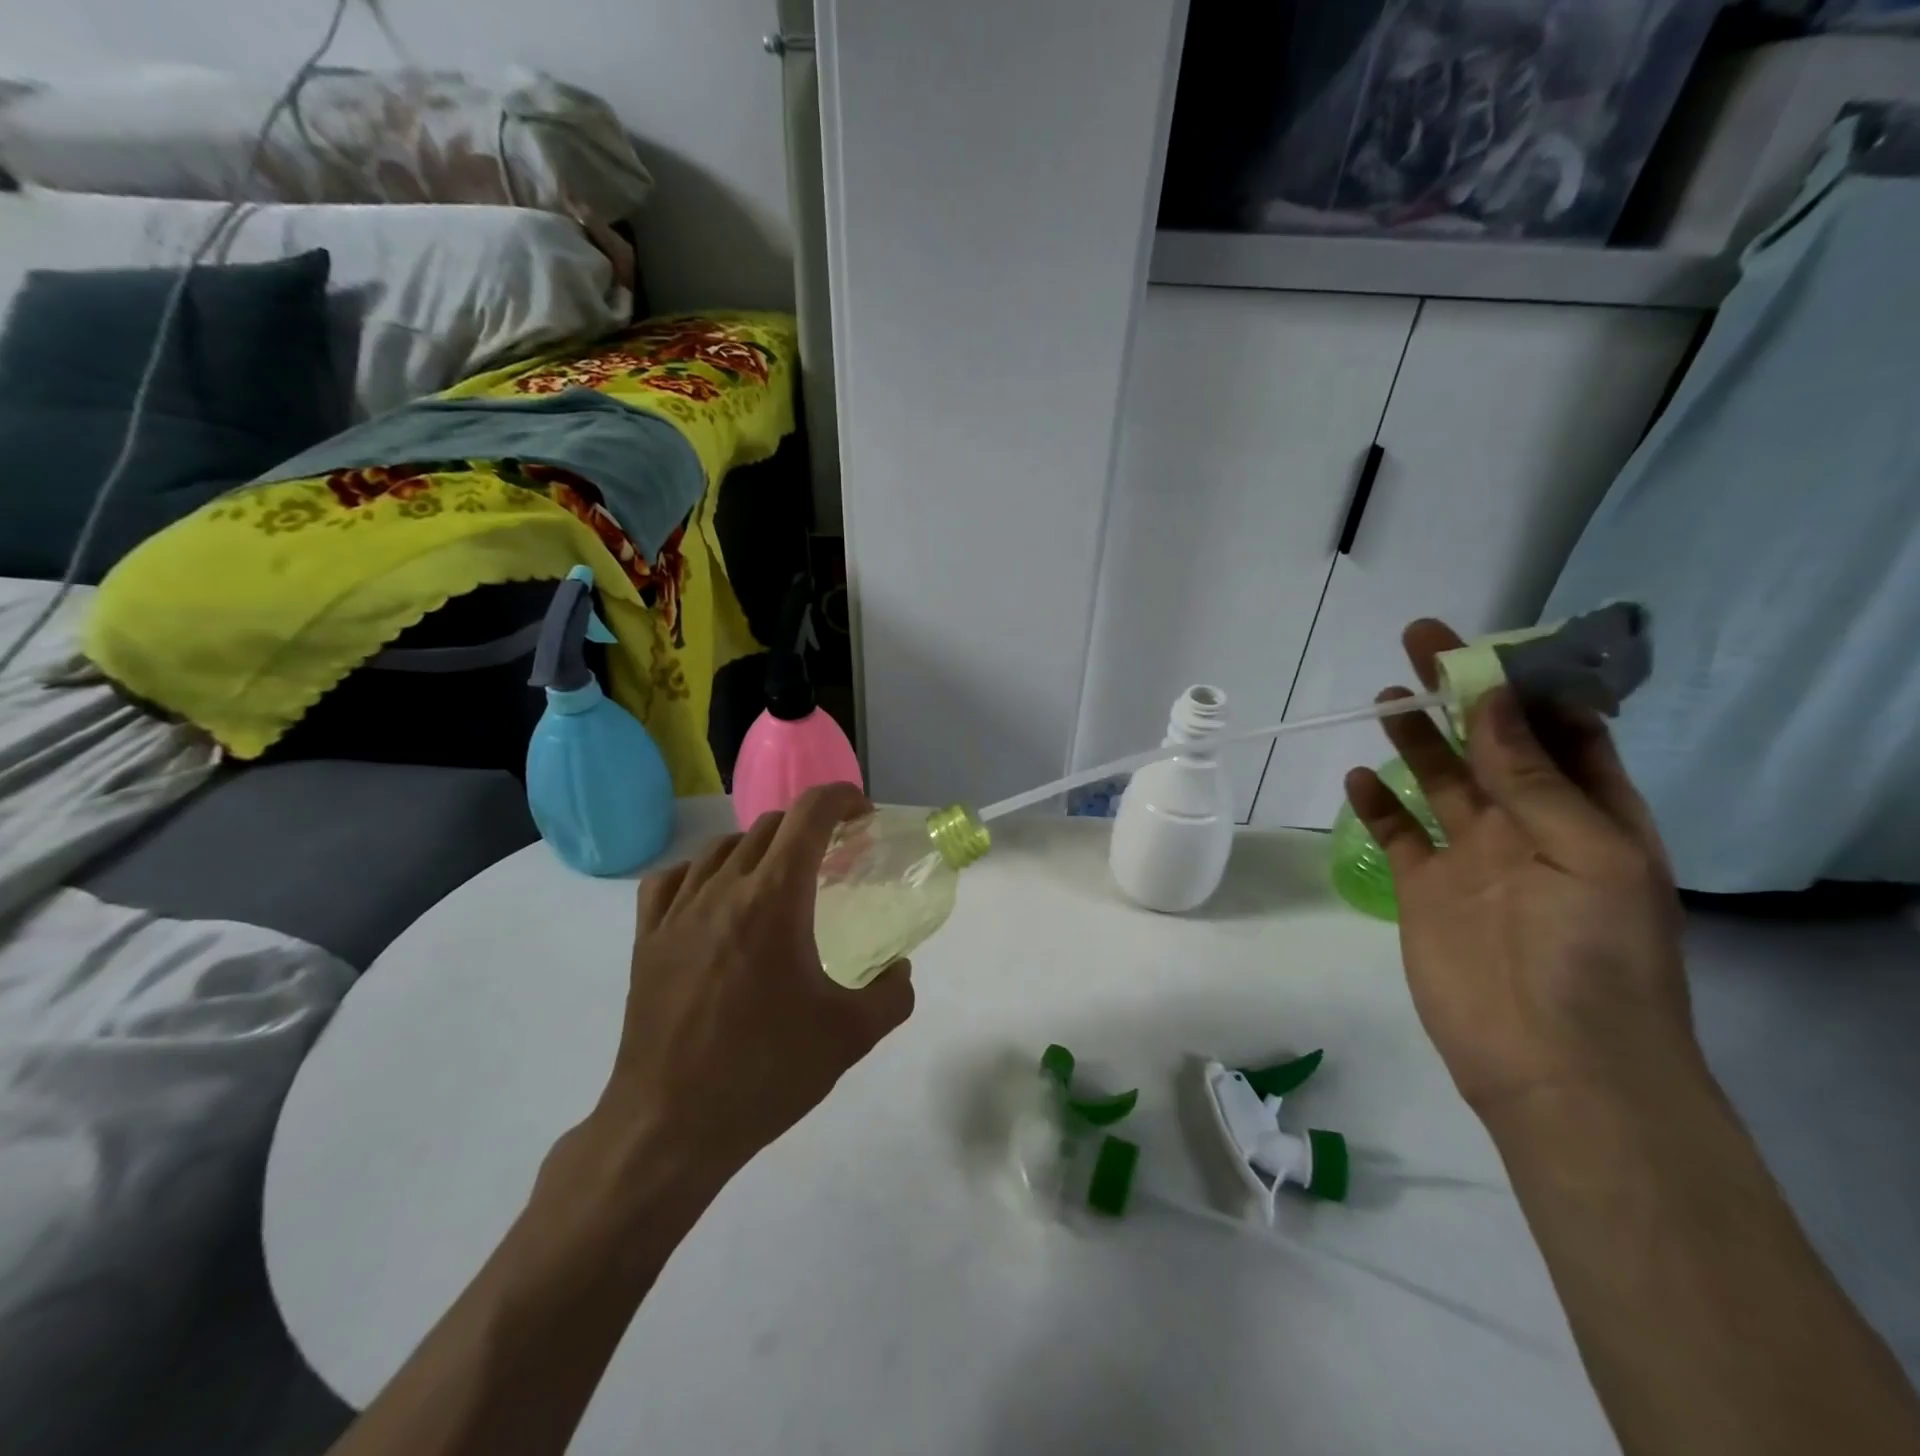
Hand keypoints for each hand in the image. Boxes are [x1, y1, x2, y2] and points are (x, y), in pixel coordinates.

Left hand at [576, 784, 914, 1197]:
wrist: (669, 1126)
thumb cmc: (765, 1073)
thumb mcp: (850, 1036)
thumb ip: (892, 994)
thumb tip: (900, 970)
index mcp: (773, 899)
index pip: (808, 816)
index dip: (840, 798)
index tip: (862, 810)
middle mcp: (722, 889)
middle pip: (769, 826)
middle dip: (808, 826)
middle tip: (833, 853)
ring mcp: (677, 912)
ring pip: (721, 847)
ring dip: (759, 846)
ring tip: (779, 876)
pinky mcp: (646, 940)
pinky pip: (672, 880)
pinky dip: (702, 871)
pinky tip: (713, 897)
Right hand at [1344, 620, 1700, 1118]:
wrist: (1552, 1064)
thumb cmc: (1593, 956)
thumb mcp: (1587, 854)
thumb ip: (1534, 777)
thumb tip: (1492, 702)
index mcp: (1591, 814)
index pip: (1563, 731)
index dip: (1530, 685)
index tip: (1492, 644)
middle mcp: (1530, 826)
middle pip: (1490, 743)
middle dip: (1461, 693)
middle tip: (1422, 641)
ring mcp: (1472, 857)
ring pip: (1439, 781)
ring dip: (1416, 739)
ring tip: (1387, 698)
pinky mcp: (1423, 888)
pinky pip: (1397, 833)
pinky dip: (1377, 804)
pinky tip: (1358, 777)